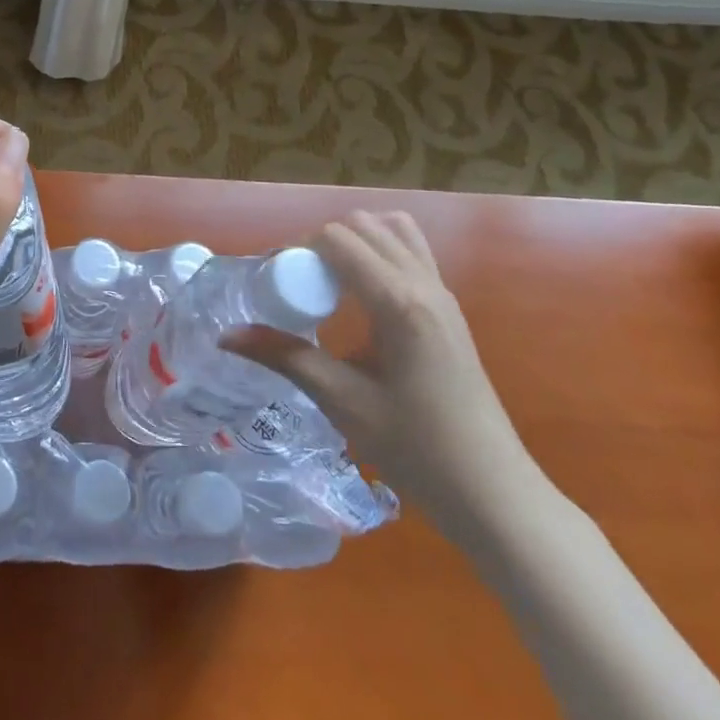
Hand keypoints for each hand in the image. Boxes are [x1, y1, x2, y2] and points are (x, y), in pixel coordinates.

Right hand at [224, 210, 540, 529]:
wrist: (492, 493)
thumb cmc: (416, 449)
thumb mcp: (342, 401)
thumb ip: (285, 357)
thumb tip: (227, 336)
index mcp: (398, 302)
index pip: (337, 238)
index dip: (298, 249)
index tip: (274, 282)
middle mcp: (424, 283)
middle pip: (363, 225)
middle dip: (322, 242)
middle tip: (298, 284)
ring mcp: (443, 293)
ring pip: (393, 230)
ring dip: (355, 242)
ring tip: (330, 283)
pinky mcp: (449, 309)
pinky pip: (411, 252)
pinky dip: (379, 253)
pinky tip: (361, 298)